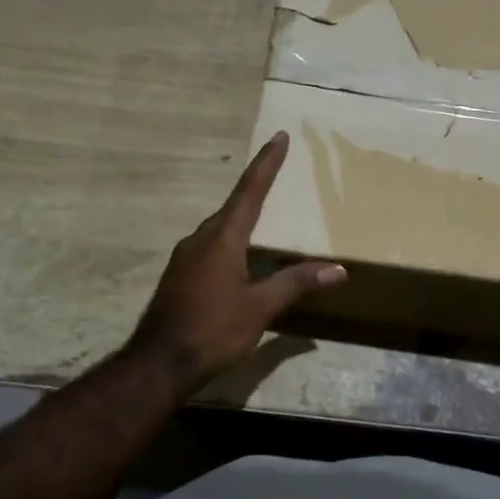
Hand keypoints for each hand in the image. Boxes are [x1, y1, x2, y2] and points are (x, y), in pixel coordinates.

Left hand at [129, 133, 346, 389]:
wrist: (161, 361)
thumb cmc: (213, 330)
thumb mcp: (260, 307)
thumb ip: (296, 283)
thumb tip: (338, 269)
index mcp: (222, 239)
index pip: (249, 192)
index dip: (266, 164)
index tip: (278, 137)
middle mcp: (200, 240)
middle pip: (232, 208)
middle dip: (255, 190)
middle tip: (276, 173)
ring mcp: (185, 258)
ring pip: (218, 229)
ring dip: (240, 219)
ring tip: (263, 218)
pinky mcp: (179, 277)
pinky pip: (209, 248)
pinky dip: (229, 243)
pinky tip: (239, 259)